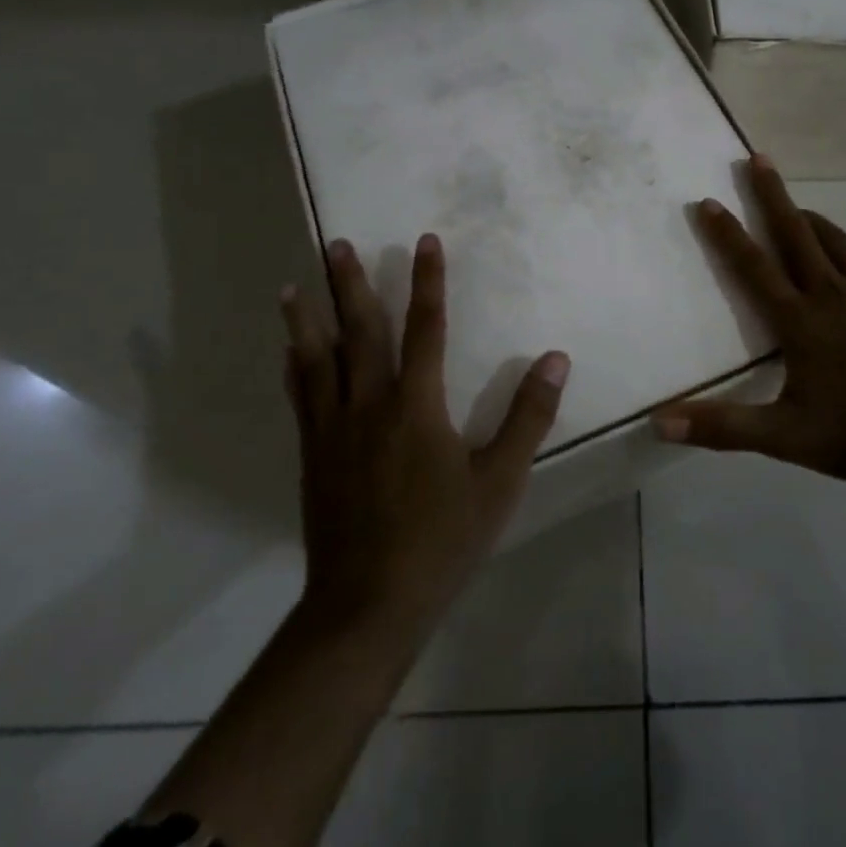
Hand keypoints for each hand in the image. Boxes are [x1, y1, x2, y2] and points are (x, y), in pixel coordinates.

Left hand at [281, 234, 569, 637]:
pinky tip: (289, 352)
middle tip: (337, 243)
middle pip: (360, 331)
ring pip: (317, 360)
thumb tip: (556, 358)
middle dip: (351, 284)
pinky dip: (295, 367)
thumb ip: (529, 416)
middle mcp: (369, 405)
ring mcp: (334, 430)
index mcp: (416, 405)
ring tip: (291, 285)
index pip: (426, 327)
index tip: (425, 241)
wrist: (367, 605)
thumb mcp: (500, 481)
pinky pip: (301, 398)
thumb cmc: (441, 540)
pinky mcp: (313, 456)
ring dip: (307, 319)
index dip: (429, 281)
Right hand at [652, 156, 845, 485]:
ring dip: (807, 216)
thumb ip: (724, 428)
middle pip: (796, 232)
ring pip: (833, 239)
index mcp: (800, 321)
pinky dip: (839, 246)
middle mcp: (831, 294)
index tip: (709, 201)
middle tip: (757, 157)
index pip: (754, 267)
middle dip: (772, 193)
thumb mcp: (786, 439)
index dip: (728, 234)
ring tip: (794, 204)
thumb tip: (660, 423)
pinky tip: (842, 261)